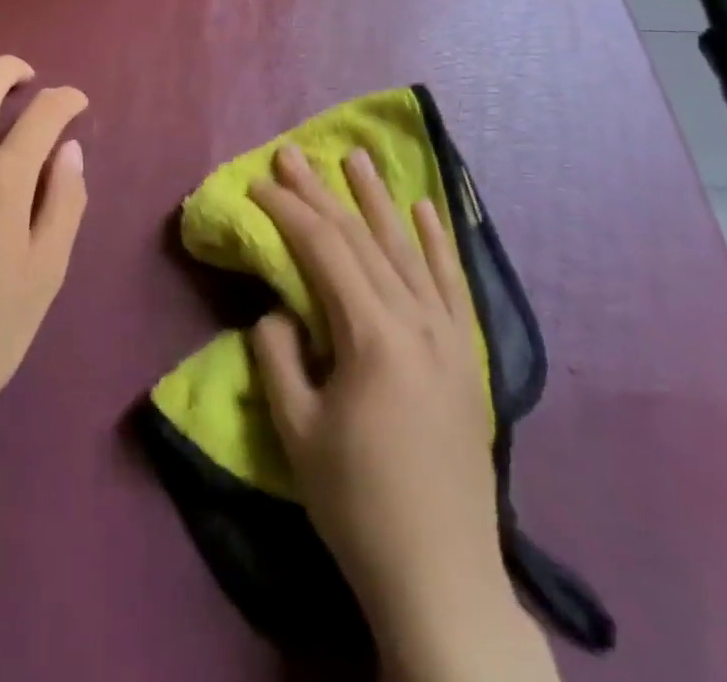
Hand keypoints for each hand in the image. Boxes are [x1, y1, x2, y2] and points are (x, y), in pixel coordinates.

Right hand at [250, 146, 549, 679]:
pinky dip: (437, 241)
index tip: (258, 183)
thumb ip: (278, 354)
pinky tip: (426, 208)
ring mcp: (449, 334)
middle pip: (361, 238)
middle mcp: (416, 319)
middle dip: (322, 192)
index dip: (288, 210)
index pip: (323, 249)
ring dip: (379, 199)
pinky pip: (452, 281)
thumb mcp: (296, 430)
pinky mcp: (467, 354)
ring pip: (407, 248)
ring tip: (359, 158)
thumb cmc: (357, 503)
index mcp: (372, 335)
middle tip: (294, 153)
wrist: (440, 574)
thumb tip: (280, 310)